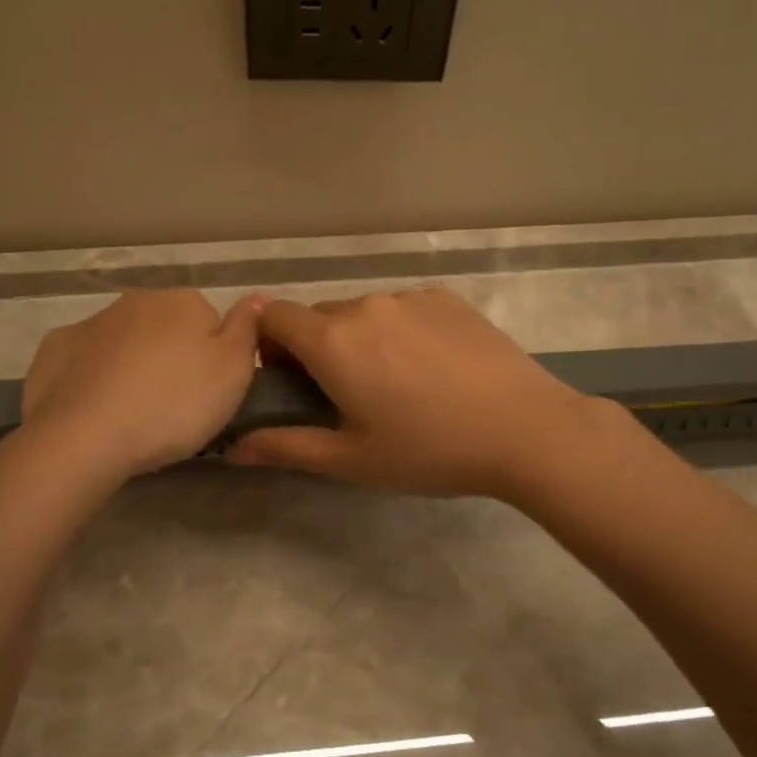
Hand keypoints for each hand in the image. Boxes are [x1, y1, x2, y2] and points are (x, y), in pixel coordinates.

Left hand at [17, 289, 262, 480]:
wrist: (85, 437)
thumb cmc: (173, 405)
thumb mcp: (234, 372)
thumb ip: (247, 329)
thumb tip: (255, 297)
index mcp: (183, 303)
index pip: (209, 323)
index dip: (211, 360)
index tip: (206, 394)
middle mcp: (136, 301)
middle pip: (165, 329)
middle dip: (170, 359)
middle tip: (172, 407)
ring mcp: (91, 323)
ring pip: (124, 343)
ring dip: (131, 367)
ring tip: (133, 415)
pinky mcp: (54, 349)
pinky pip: (84, 361)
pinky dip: (91, 378)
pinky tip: (95, 409)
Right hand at [226, 287, 615, 499]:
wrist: (526, 429)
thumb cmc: (430, 450)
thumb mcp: (351, 459)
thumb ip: (286, 447)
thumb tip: (230, 448)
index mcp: (334, 341)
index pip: (274, 316)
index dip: (269, 345)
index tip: (289, 380)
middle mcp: (366, 305)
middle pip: (318, 317)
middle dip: (316, 348)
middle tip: (344, 394)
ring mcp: (410, 297)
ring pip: (362, 312)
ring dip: (360, 339)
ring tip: (396, 384)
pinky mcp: (447, 297)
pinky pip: (402, 308)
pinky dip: (399, 330)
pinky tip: (432, 368)